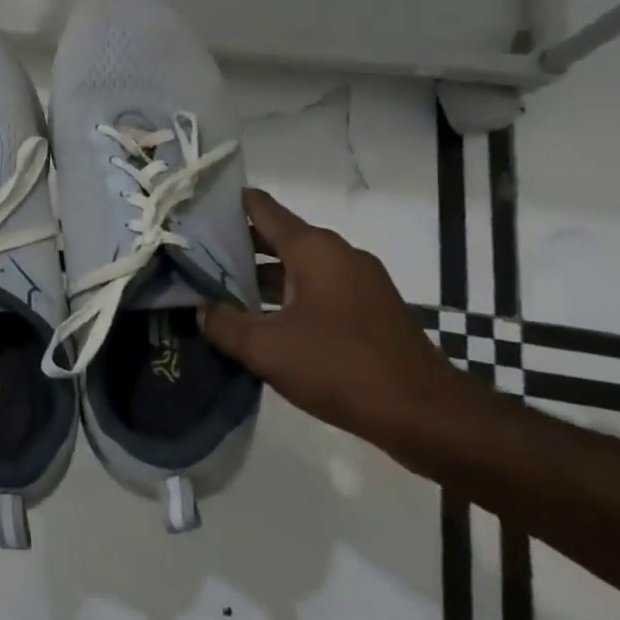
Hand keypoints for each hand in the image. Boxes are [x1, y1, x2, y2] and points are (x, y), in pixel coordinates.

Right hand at [200, 188, 458, 443]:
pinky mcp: (370, 309)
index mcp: (313, 249)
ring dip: (261, 276)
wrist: (426, 415)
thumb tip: (201, 308)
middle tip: (194, 256)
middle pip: (277, 236)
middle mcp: (337, 254)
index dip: (225, 204)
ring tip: (219, 291)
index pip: (261, 208)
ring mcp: (359, 281)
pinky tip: (263, 321)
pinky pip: (317, 289)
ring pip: (297, 266)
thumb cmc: (341, 367)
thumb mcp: (266, 349)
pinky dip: (287, 295)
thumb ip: (224, 324)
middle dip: (236, 246)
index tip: (193, 209)